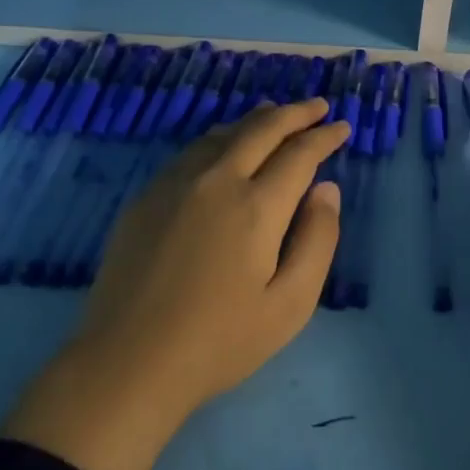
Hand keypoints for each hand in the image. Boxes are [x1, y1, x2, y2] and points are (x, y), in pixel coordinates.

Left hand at [3, 98, 348, 469]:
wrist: (128, 363)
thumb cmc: (220, 341)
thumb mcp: (290, 304)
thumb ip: (318, 240)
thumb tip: (327, 190)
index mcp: (256, 206)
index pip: (299, 153)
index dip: (324, 136)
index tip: (341, 127)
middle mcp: (216, 180)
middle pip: (261, 129)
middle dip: (294, 113)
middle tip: (316, 106)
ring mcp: (175, 184)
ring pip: (222, 133)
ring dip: (255, 120)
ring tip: (274, 114)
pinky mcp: (146, 197)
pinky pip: (192, 151)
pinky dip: (220, 138)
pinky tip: (224, 146)